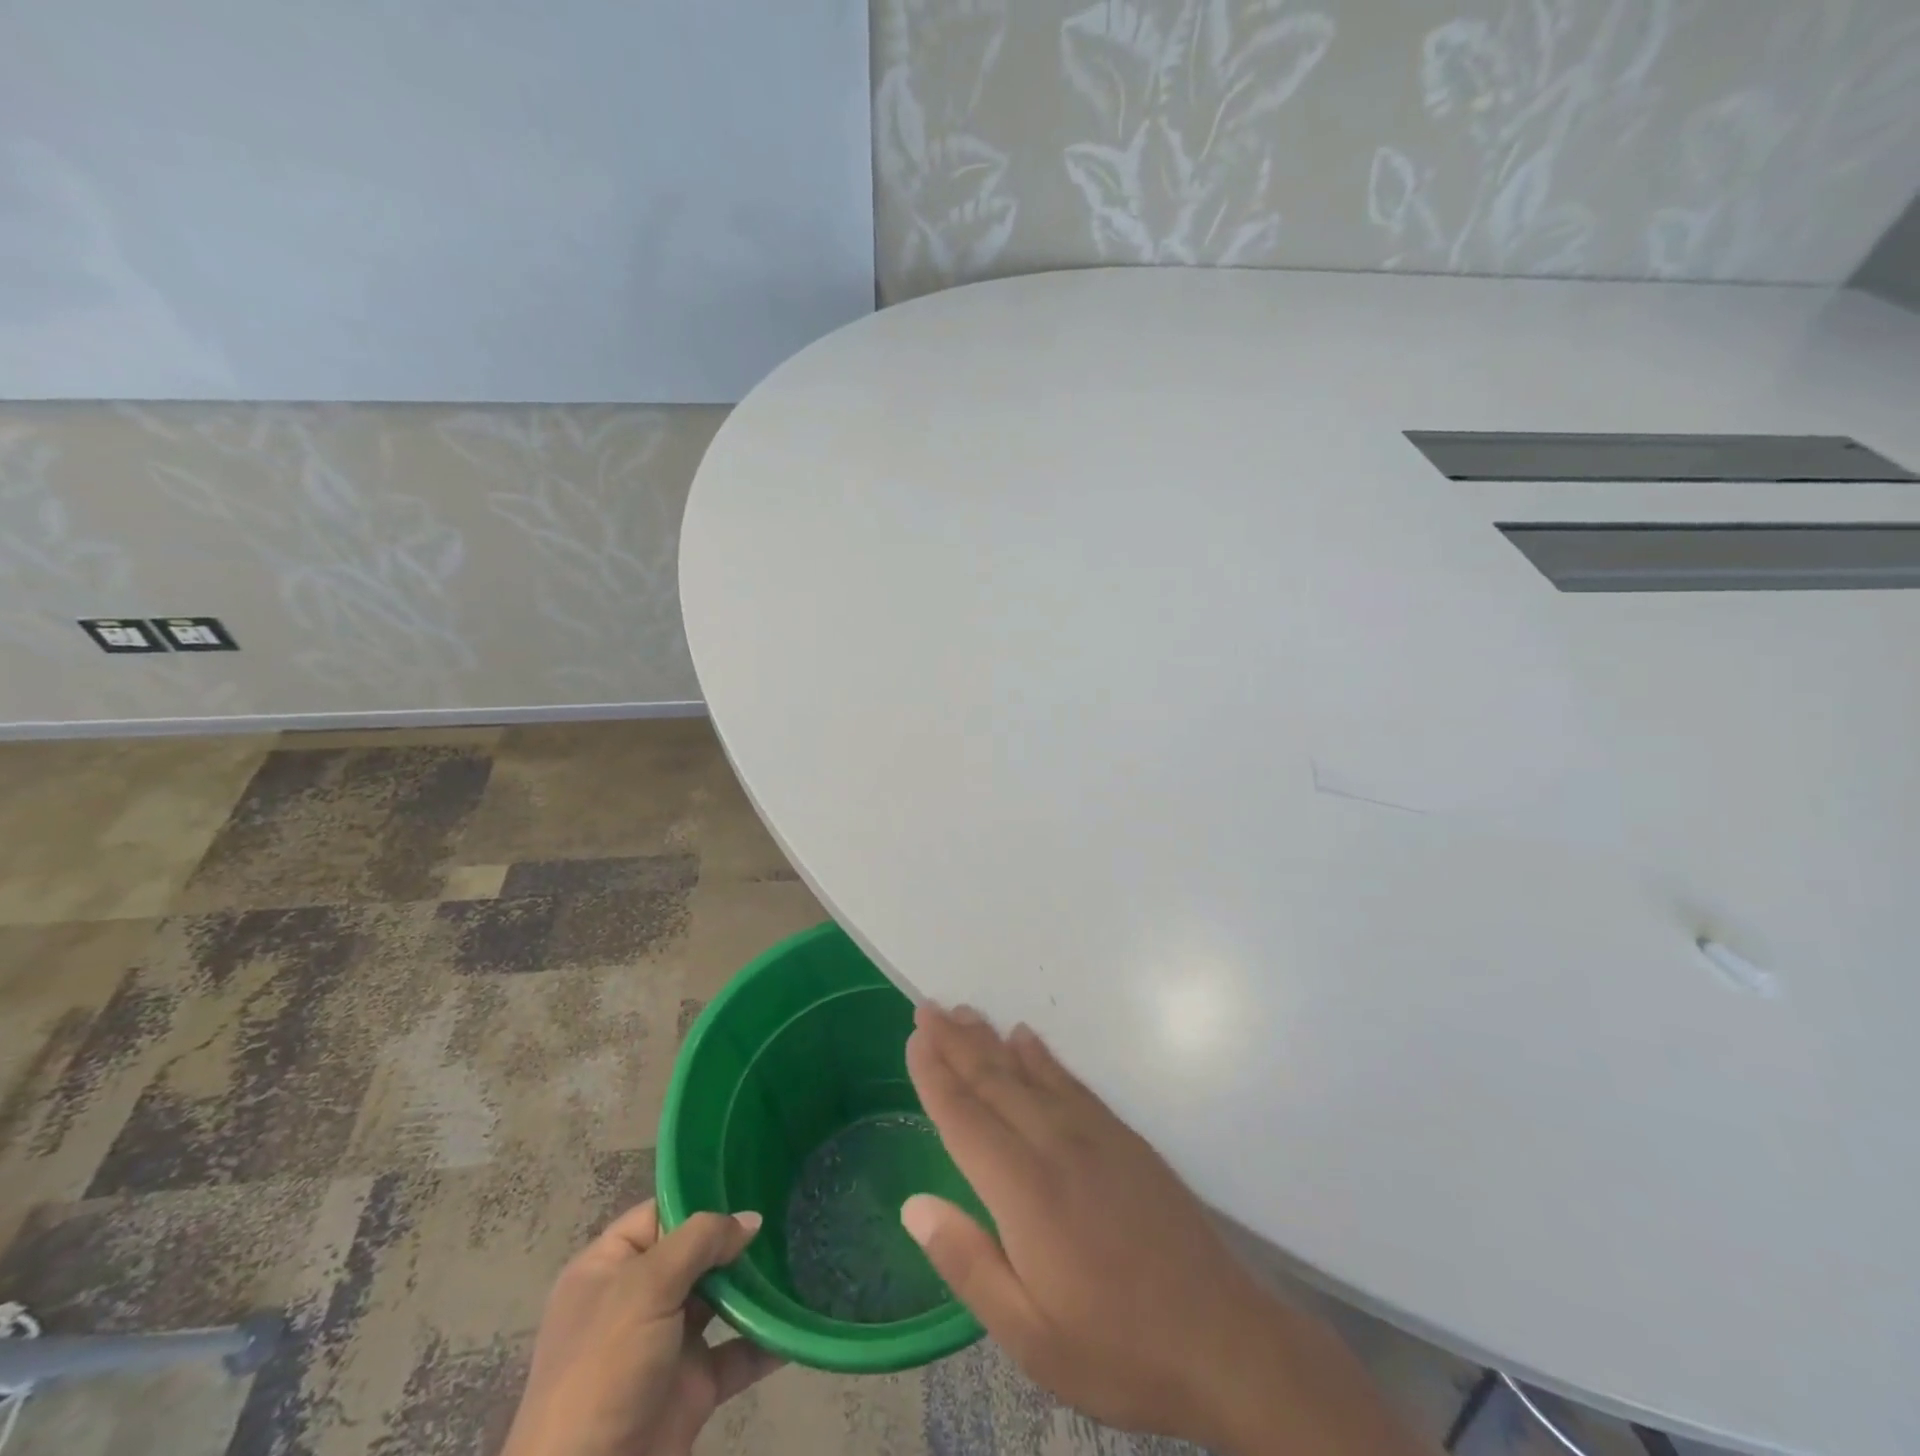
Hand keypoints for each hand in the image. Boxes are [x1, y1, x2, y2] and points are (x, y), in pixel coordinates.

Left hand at [503, 1200, 783, 1455]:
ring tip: (802, 1253)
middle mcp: (637, 1301)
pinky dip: (768, 1338)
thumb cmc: (604, 1371)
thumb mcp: (645, 1288)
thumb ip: (700, 1241)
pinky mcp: (693, 1387)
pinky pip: (738, 1352)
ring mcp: (666, 1345)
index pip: (659, 1214)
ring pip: (721, 1299)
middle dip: (737, 1238)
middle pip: (695, 1254)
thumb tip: (751, 1219)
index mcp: (608, 1269)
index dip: (699, 1197)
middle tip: (787, 1212)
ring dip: (757, 1284)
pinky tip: (799, 1318)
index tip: (748, 1180)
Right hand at [902, 1006, 1429, 1455]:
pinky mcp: (1122, 1136)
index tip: (914, 1037)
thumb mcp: (1030, 1336)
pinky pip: (1070, 1081)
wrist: (1224, 1339)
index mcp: (1024, 1190)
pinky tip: (1027, 1039)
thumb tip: (914, 1204)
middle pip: (994, 1080)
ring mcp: (1094, 1133)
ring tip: (965, 1012)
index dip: (936, 1075)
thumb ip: (967, 1263)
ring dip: (992, 1039)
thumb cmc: (1117, 1347)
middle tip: (928, 1006)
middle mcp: (1054, 1144)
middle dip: (956, 1042)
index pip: (965, 1118)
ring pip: (1030, 1071)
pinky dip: (1042, 1056)